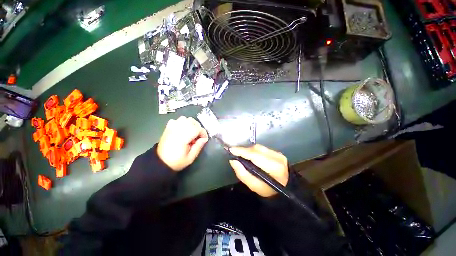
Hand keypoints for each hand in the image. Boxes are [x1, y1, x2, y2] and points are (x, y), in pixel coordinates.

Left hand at [157, 116, 208, 170]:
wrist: (160, 162)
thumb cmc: (176, 161)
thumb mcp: (190, 158)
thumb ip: (198, 146)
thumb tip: (204, 139)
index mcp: (183, 137)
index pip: (198, 129)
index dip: (203, 133)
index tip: (204, 140)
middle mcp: (178, 129)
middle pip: (193, 122)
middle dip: (198, 128)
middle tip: (197, 137)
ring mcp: (172, 127)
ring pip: (185, 119)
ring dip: (191, 124)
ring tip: (191, 133)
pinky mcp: (168, 127)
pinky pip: (177, 120)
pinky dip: (182, 123)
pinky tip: (182, 130)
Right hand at [229, 144, 288, 196]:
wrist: (285, 189)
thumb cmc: (269, 191)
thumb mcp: (254, 186)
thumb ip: (242, 173)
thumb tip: (233, 160)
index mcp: (274, 167)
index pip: (255, 155)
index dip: (242, 151)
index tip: (231, 150)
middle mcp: (277, 157)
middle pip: (256, 149)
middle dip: (244, 150)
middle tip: (235, 153)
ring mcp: (278, 154)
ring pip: (259, 147)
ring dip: (249, 150)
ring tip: (242, 154)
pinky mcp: (278, 152)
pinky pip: (262, 149)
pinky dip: (254, 151)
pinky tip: (250, 155)